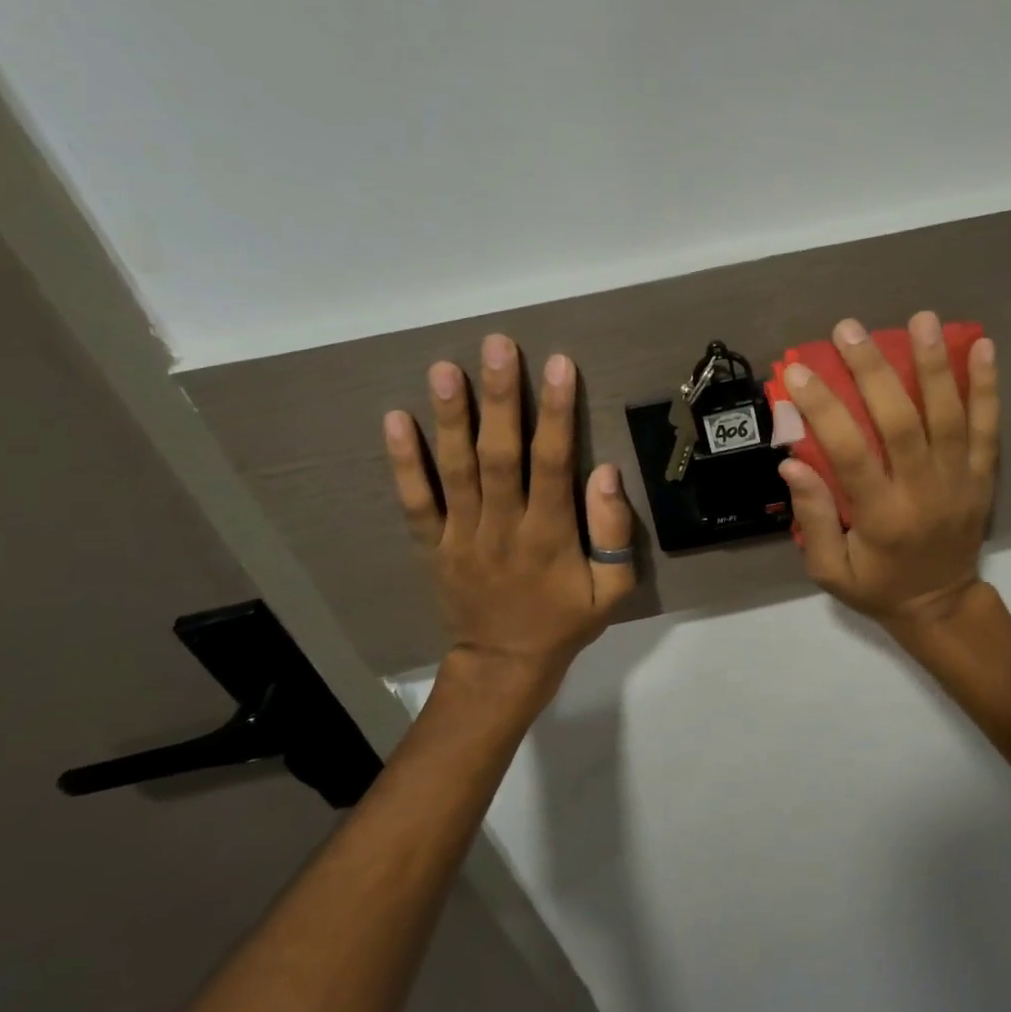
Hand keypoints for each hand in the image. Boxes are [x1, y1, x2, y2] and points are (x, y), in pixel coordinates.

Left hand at [383, 334, 635, 688]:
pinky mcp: (433, 545)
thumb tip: (607, 474)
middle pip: (498, 455)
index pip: (552, 464)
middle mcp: (501, 527)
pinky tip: (395, 420)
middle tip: (497, 346)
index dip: (555, 413)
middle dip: (499, 399)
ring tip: (445, 368)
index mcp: (548, 537)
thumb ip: (614, 534)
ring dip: (450, 418)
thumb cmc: (564, 622)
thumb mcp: (612, 591)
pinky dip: (403, 463)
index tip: (558, 365)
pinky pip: (415, 502)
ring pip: (454, 470)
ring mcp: (461, 536)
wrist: (504, 665)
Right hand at [777, 311, 998, 628]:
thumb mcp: (830, 570)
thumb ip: (813, 519)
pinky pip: (989, 428)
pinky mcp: (984, 478)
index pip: (849, 453)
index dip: (823, 408)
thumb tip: (792, 463)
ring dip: (934, 365)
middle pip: (901, 422)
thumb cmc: (878, 587)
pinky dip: (987, 386)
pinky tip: (983, 345)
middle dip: (873, 371)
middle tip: (849, 329)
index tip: (798, 372)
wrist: (942, 606)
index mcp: (882, 517)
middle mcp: (924, 493)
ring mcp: (961, 482)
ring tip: (920, 319)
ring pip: (950, 416)